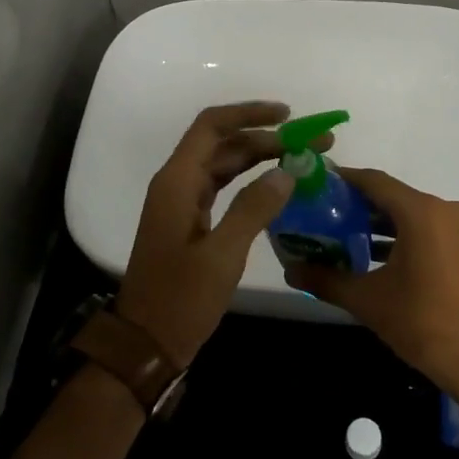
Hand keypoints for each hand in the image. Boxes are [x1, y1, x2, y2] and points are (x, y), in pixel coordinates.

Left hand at [116, 101, 324, 366]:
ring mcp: (182, 203)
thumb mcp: (222, 255)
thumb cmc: (180, 300)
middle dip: (267, 138)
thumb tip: (287, 171)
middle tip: (312, 144)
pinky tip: (278, 187)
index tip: (287, 115)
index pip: (212, 126)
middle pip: (223, 144)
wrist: (146, 345)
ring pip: (225, 165)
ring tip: (303, 159)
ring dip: (261, 158)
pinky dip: (251, 182)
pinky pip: (223, 187)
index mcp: (177, 182)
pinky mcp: (191, 222)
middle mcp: (177, 184)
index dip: (248, 113)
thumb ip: (253, 208)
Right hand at [286, 168, 458, 397]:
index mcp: (421, 212)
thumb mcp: (367, 300)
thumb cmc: (422, 322)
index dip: (343, 180)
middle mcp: (444, 210)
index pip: (374, 181)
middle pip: (392, 196)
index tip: (316, 185)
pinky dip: (401, 236)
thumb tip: (290, 270)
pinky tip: (374, 256)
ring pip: (410, 214)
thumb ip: (326, 279)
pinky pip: (427, 229)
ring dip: (379, 224)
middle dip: (357, 205)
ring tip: (342, 236)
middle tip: (322, 215)